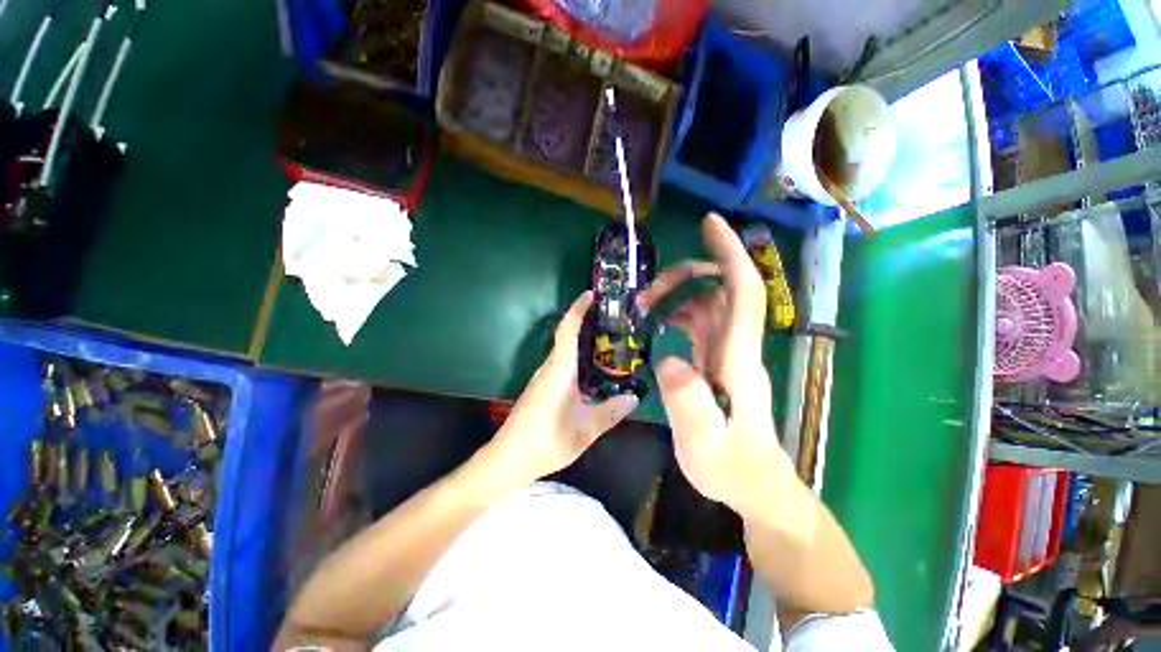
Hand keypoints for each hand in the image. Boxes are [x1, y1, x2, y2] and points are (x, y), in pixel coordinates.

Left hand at [490, 290, 638, 483]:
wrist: (508, 459)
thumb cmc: (546, 440)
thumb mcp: (585, 429)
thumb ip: (611, 412)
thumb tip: (634, 397)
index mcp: (559, 370)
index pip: (568, 330)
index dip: (578, 309)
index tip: (591, 294)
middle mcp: (549, 368)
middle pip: (566, 336)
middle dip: (585, 322)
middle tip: (613, 319)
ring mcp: (542, 378)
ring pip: (563, 351)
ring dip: (582, 340)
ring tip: (608, 340)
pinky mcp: (541, 388)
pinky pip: (561, 364)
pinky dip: (577, 358)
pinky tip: (592, 370)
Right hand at [638, 214, 793, 518]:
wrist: (755, 485)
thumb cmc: (732, 468)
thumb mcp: (704, 444)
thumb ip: (687, 402)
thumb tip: (668, 359)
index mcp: (737, 358)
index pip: (741, 291)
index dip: (730, 254)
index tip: (711, 224)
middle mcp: (736, 347)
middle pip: (720, 290)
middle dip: (685, 277)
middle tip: (647, 294)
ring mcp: (727, 353)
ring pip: (708, 303)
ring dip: (678, 295)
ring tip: (644, 307)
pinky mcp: (717, 362)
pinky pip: (700, 322)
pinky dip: (679, 312)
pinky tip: (658, 322)